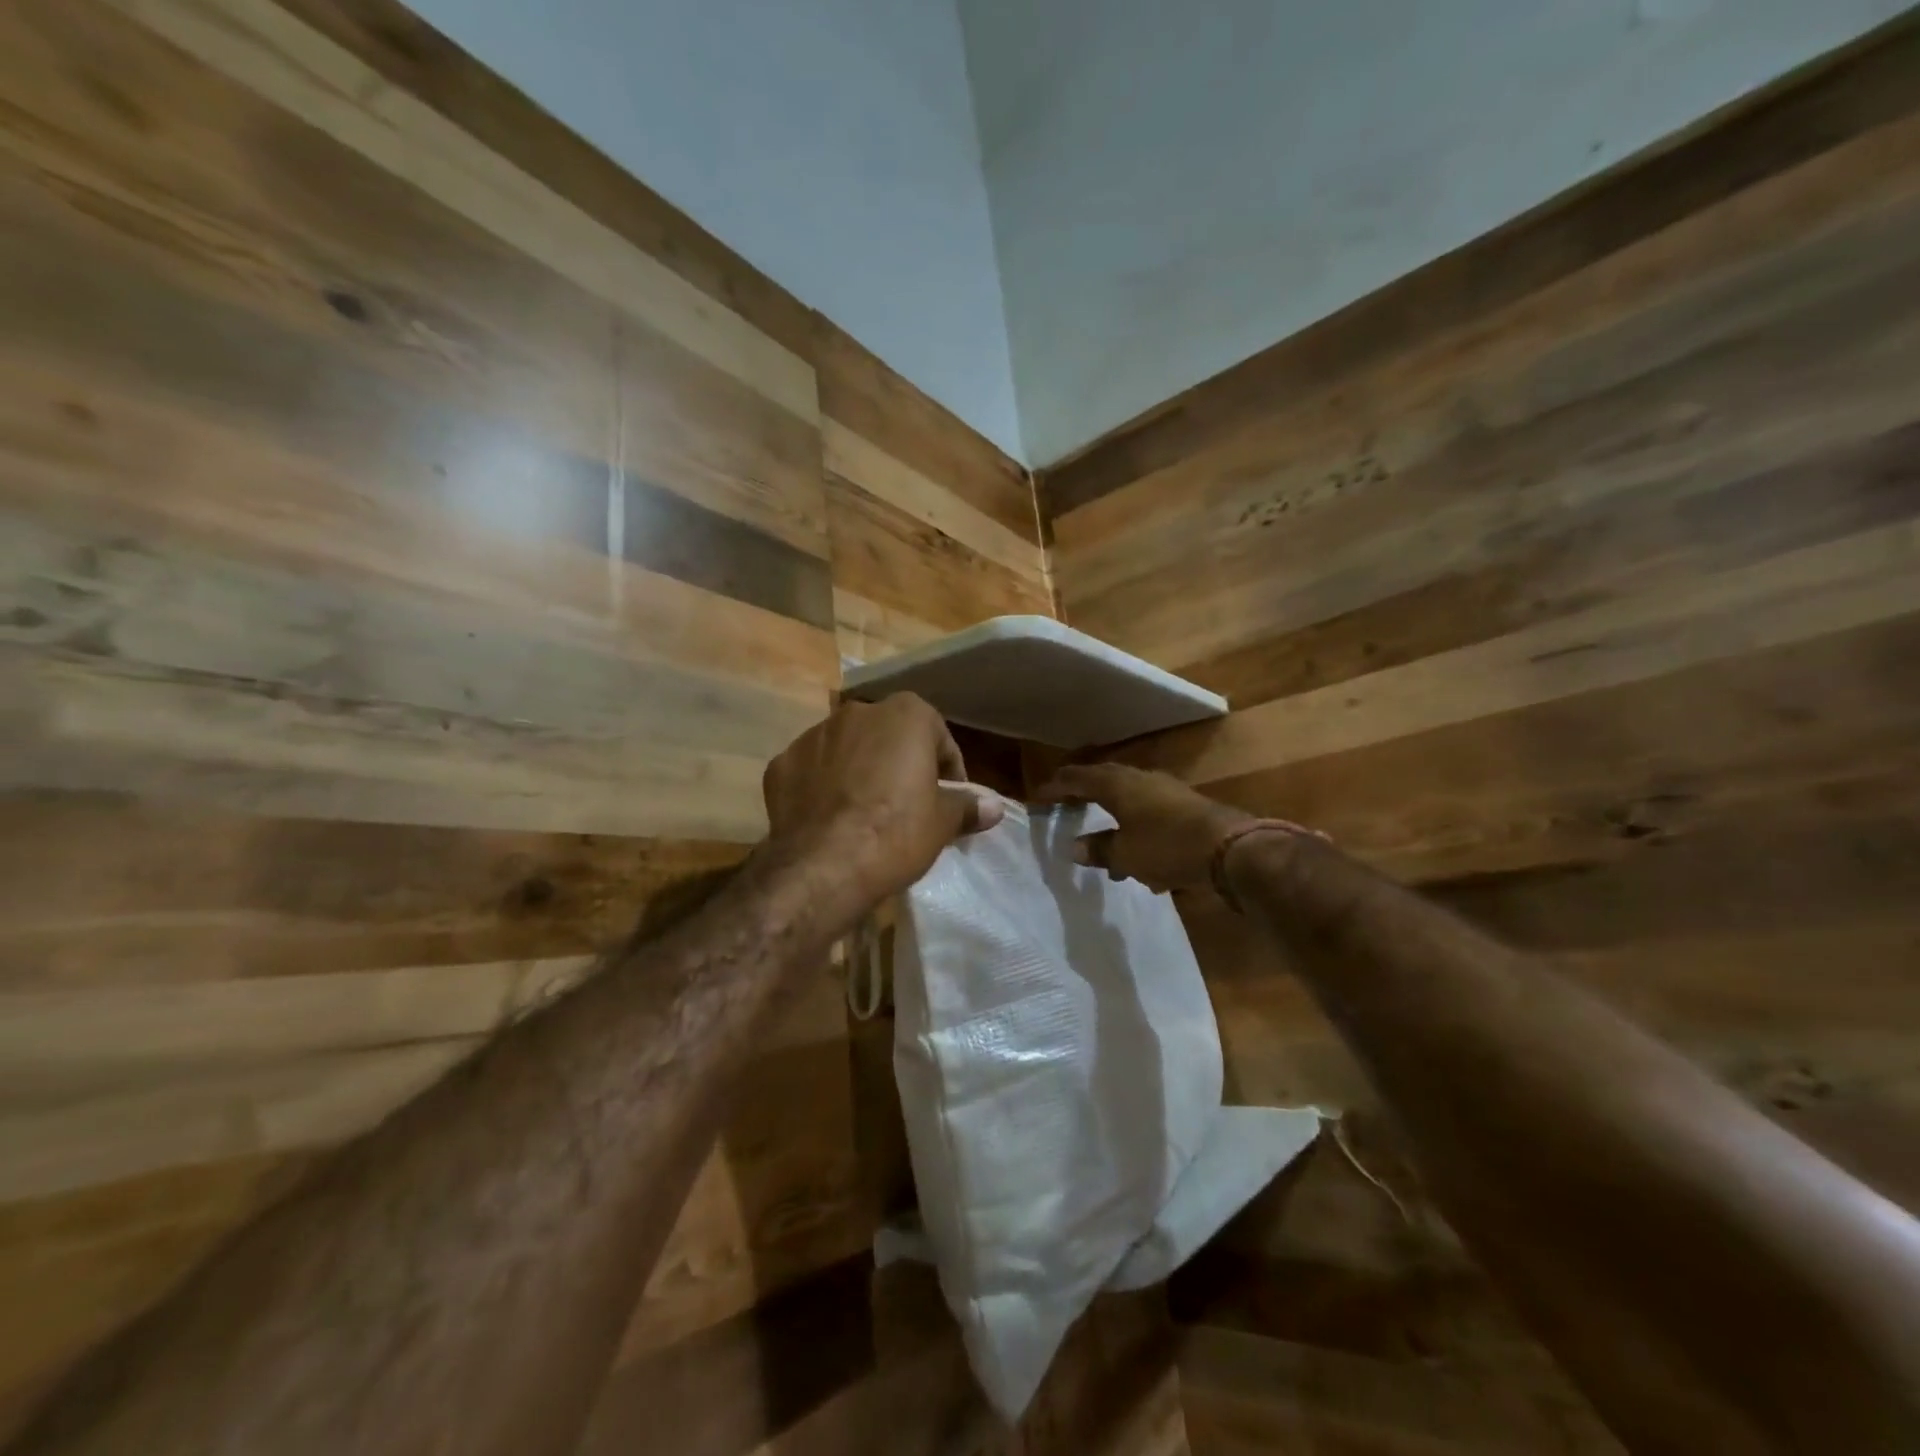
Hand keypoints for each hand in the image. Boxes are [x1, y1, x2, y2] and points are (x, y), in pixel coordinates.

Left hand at [763, 694, 1004, 925]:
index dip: (948, 770)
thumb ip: (968, 806)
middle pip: (889, 737)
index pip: (938, 737)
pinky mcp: (781, 763)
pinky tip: (830, 819)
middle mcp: (857, 713)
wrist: (823, 866)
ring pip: (847, 750)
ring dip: (859, 771)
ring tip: (865, 814)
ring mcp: (813, 735)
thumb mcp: (943, 822)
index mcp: (905, 714)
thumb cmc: (896, 833)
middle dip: (900, 764)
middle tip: (908, 805)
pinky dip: (822, 787)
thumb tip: (994, 806)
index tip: (948, 800)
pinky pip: (812, 770)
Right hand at [1032, 763, 1253, 893]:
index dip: (1056, 787)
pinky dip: (1134, 827)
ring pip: (1128, 798)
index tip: (1038, 797)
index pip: (1078, 778)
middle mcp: (1140, 780)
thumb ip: (1098, 849)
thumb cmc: (1167, 846)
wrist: (1230, 848)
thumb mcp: (1125, 854)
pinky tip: (1138, 856)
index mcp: (1118, 785)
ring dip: (1111, 815)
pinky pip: (1148, 812)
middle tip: (1065, 807)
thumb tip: (1074, 847)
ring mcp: (1166, 790)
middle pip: (1103, 781)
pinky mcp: (1185, 806)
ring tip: (1101, 843)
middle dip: (1083, 795)